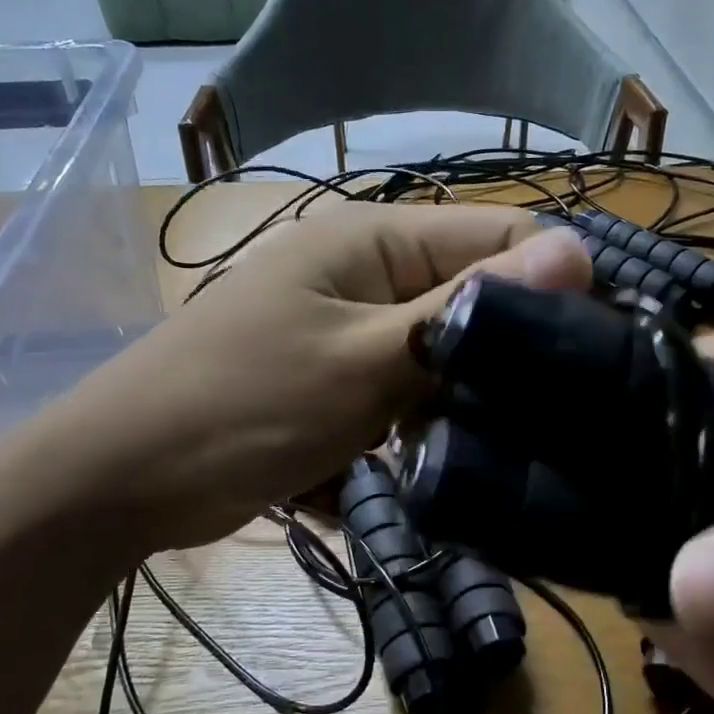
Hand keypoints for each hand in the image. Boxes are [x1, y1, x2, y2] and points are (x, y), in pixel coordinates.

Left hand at [57, 204, 590, 551]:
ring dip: (459, 397)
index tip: (593, 360)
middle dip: (504, 354)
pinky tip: (427, 463)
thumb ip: (465, 310)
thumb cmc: (242, 409)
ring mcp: (343, 323)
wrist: (120, 477)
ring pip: (437, 348)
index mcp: (372, 237)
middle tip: (544, 421)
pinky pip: (398, 386)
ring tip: (486, 451)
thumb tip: (579, 250)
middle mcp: (361, 267)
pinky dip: (414, 422)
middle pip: (468, 295)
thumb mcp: (364, 361)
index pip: (499, 236)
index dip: (552, 287)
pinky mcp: (329, 373)